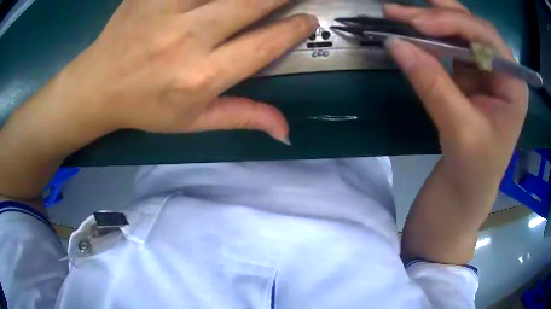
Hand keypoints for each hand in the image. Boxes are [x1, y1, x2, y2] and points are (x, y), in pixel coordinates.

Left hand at [60, 0, 317, 142]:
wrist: (97, 86)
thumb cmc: (144, 107)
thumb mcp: (192, 122)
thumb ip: (242, 117)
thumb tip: (286, 132)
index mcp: (201, 77)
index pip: (263, 44)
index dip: (293, 29)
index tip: (310, 19)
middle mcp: (187, 39)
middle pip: (250, 3)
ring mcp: (165, 10)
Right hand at [384, 0, 527, 198]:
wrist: (466, 192)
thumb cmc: (473, 170)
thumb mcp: (459, 131)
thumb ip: (433, 85)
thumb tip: (395, 44)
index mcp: (513, 84)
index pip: (486, 37)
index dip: (453, 23)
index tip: (417, 23)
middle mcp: (501, 70)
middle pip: (470, 28)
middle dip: (435, 15)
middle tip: (398, 11)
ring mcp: (484, 70)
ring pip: (457, 33)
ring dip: (427, 22)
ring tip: (397, 15)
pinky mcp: (468, 76)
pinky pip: (448, 48)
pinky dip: (427, 39)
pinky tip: (410, 34)